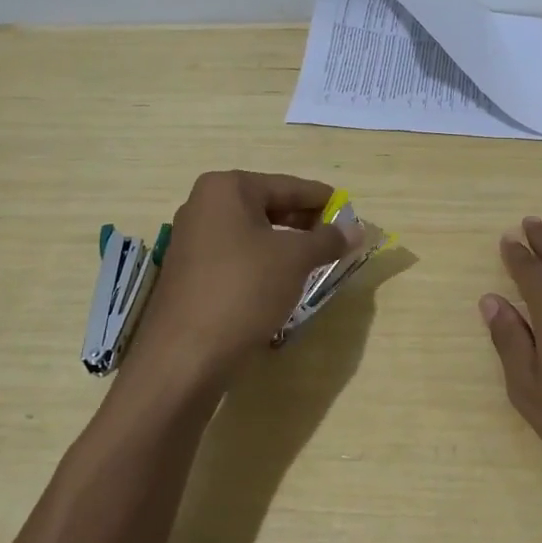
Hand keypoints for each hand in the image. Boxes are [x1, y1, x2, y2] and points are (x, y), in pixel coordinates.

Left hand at [129, 171, 358, 395]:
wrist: (185, 356)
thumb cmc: (244, 289)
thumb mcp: (295, 259)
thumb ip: (328, 239)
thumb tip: (357, 229)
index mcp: (226, 189)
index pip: (287, 186)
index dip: (321, 199)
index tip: (349, 210)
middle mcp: (204, 206)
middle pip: (268, 206)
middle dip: (304, 223)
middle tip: (337, 238)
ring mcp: (193, 240)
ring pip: (253, 234)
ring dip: (286, 245)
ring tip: (317, 261)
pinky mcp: (191, 273)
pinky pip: (237, 256)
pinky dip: (264, 263)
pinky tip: (285, 282)